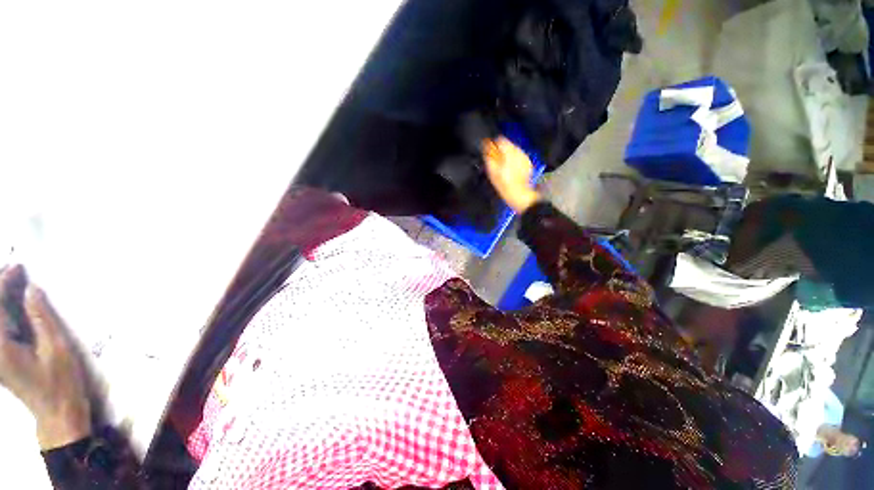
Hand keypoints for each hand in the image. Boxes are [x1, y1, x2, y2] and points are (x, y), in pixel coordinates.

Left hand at [0, 266, 90, 449]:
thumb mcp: (55, 349)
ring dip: (1, 301)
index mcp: (1, 347)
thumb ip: (41, 318)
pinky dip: (3, 313)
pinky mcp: (0, 359)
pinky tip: (12, 306)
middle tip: (13, 271)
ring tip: (11, 282)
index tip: (17, 266)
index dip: (3, 282)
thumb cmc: (59, 381)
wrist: (57, 413)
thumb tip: (31, 289)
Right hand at [483, 137, 540, 212]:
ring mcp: (524, 157)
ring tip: (503, 168)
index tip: (490, 153)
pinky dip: (514, 161)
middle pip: (507, 144)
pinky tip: (511, 171)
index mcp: (509, 152)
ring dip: (507, 156)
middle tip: (495, 163)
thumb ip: (489, 157)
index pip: (500, 140)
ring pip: (513, 151)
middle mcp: (519, 151)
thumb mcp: (492, 171)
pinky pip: (519, 158)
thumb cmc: (504, 184)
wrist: (519, 194)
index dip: (493, 145)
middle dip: (501, 151)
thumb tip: (486, 147)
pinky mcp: (528, 163)